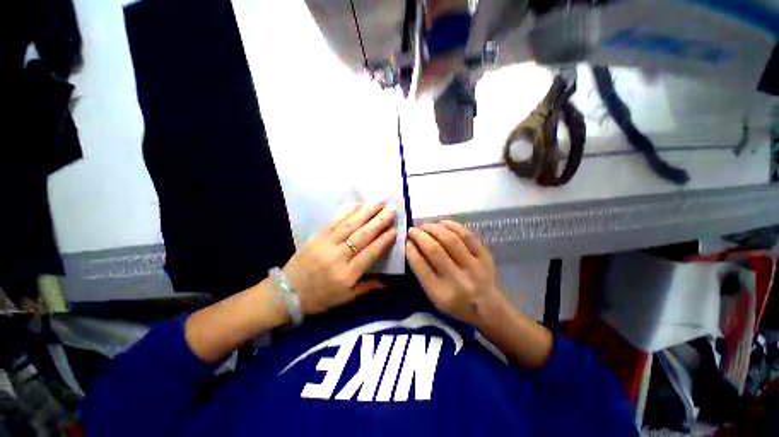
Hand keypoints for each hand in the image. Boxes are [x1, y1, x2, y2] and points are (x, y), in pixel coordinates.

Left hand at [283, 201, 396, 315]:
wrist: (287, 293)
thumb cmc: (320, 298)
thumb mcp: (347, 298)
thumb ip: (370, 286)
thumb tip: (392, 282)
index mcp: (347, 275)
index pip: (370, 253)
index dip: (383, 240)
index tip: (394, 229)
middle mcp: (338, 257)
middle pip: (362, 235)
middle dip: (379, 221)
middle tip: (392, 209)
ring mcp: (326, 244)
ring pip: (350, 225)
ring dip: (366, 212)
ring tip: (379, 202)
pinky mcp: (316, 236)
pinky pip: (334, 221)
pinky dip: (347, 211)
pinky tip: (358, 204)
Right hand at [405, 220, 500, 324]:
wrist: (488, 307)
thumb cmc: (456, 303)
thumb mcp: (434, 296)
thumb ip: (422, 273)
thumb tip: (412, 246)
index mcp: (441, 294)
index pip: (421, 266)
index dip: (410, 250)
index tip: (406, 241)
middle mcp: (458, 280)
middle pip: (435, 250)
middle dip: (420, 235)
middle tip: (412, 230)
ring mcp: (474, 267)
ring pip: (451, 239)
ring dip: (434, 228)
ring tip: (425, 225)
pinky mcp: (485, 257)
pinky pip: (467, 235)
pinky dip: (453, 226)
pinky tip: (442, 223)